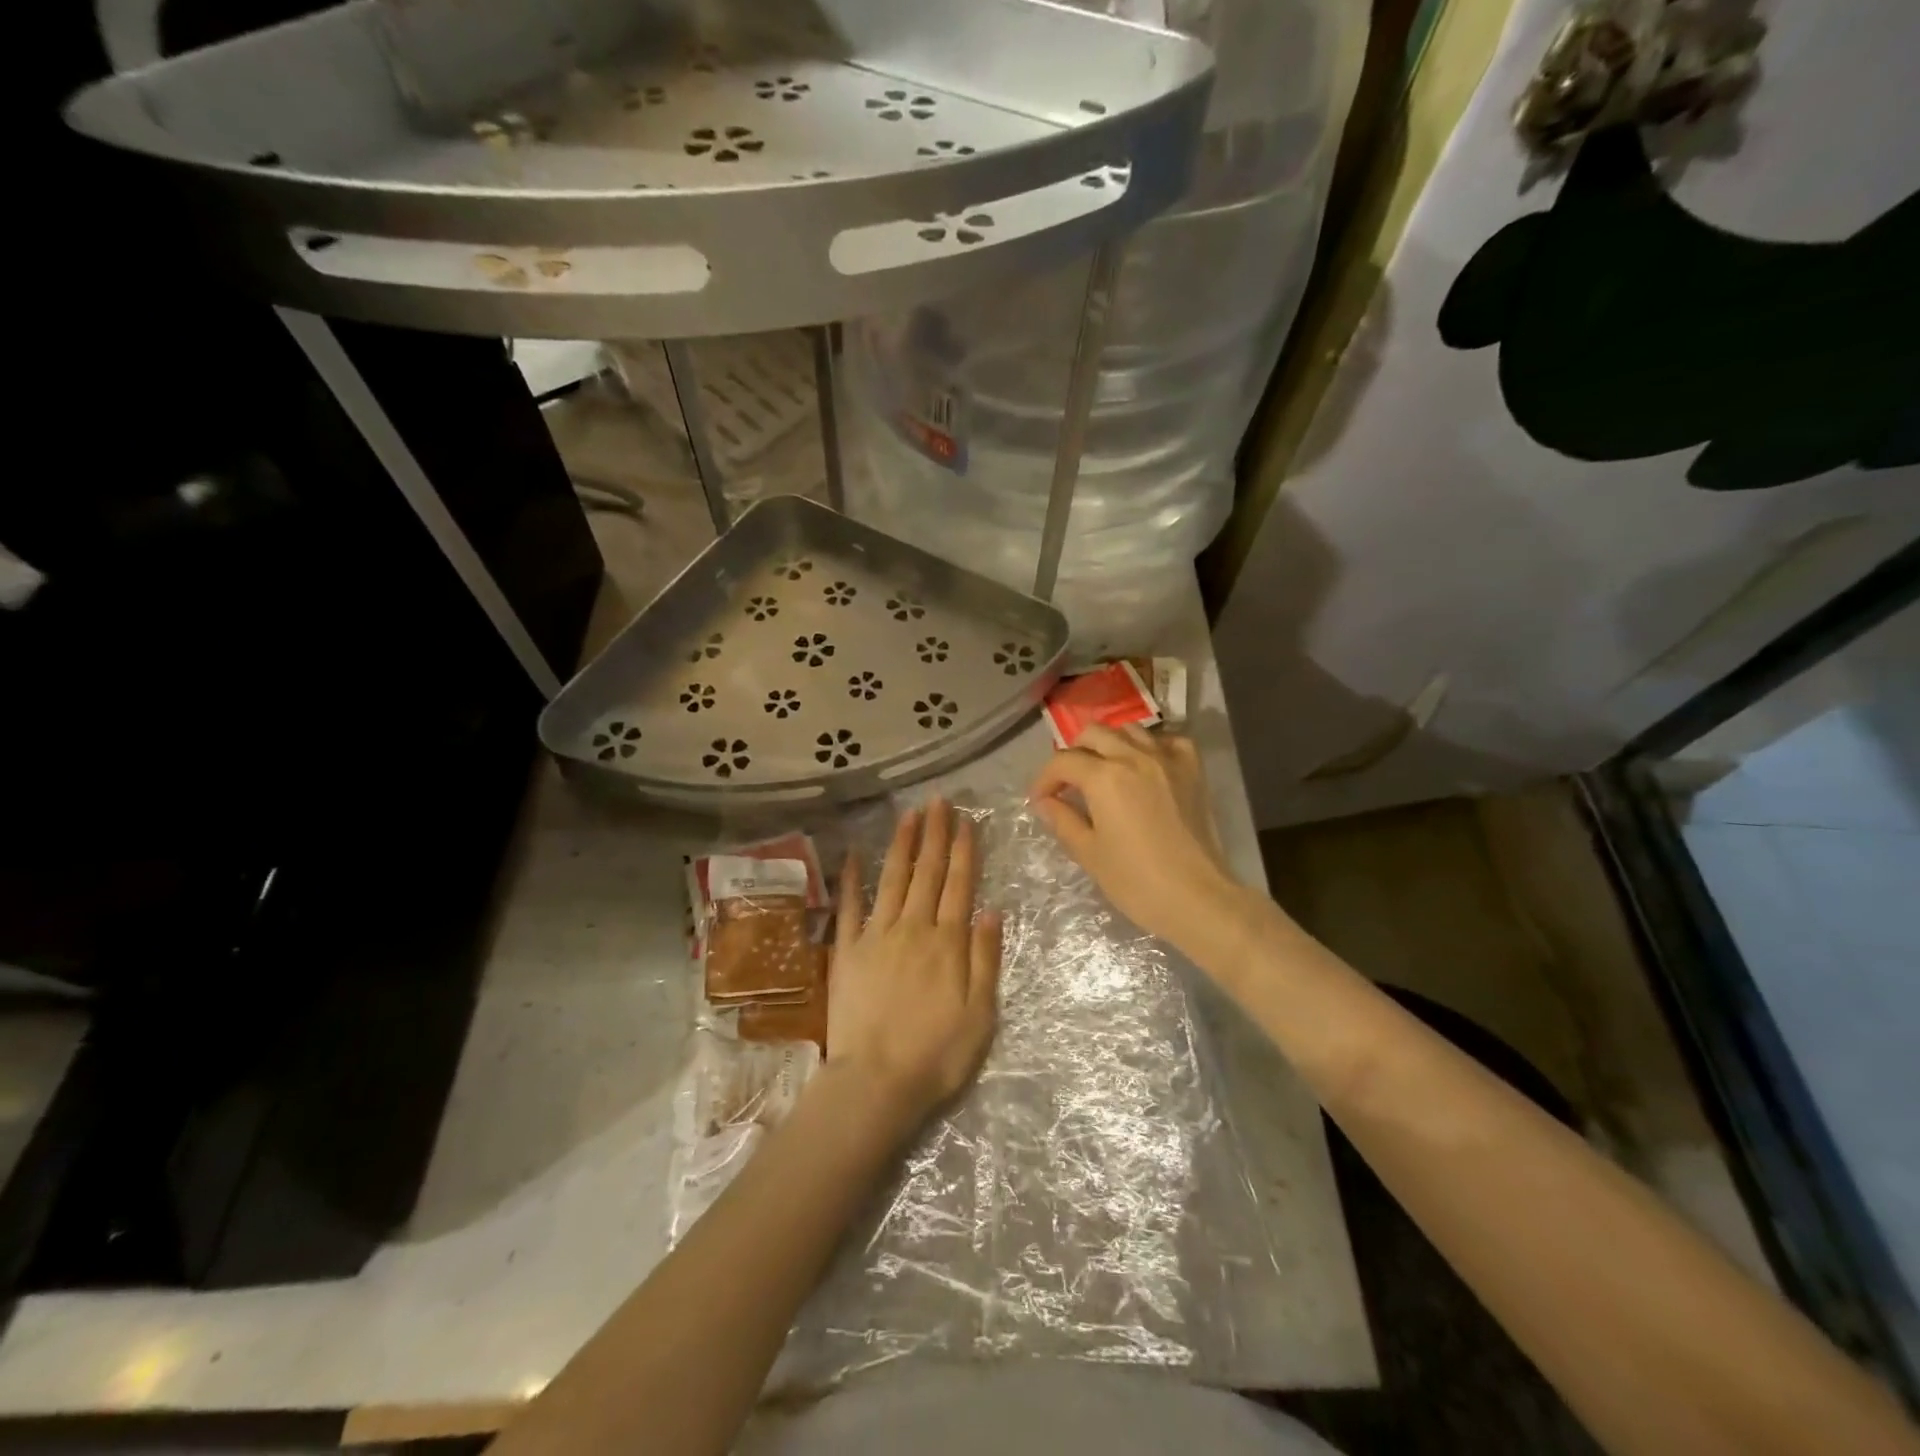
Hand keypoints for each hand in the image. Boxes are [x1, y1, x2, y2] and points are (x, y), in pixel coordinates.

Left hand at [828, 798, 1002, 1125]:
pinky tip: (854, 854)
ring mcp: (876, 936)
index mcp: (948, 943)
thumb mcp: (980, 1013)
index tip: (966, 821)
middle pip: (927, 873)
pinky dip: (852, 879)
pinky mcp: (847, 952)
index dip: (964, 851)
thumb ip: (985, 958)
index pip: (960, 885)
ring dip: (902, 845)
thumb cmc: (937, 1054)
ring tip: (909, 815)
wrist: (876, 1082)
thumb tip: (992, 909)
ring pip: (893, 880)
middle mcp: (913, 928)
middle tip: (938, 801)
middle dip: (935, 835)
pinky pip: (849, 907)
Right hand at [1030, 726, 1238, 951]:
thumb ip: (1062, 820)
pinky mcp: (1193, 770)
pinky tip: (1145, 766)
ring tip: (1104, 771)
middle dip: (1073, 754)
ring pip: (1129, 730)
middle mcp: (1134, 756)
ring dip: (1110, 745)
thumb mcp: (1089, 853)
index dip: (1044, 780)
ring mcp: (1167, 759)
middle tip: (1069, 784)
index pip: (1063, 762)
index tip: (1040, 800)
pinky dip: (1151, 746)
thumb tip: (1044, 802)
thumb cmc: (1136, 881)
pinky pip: (1168, 740)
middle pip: (1093, 734)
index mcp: (1104, 777)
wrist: (1198, 898)